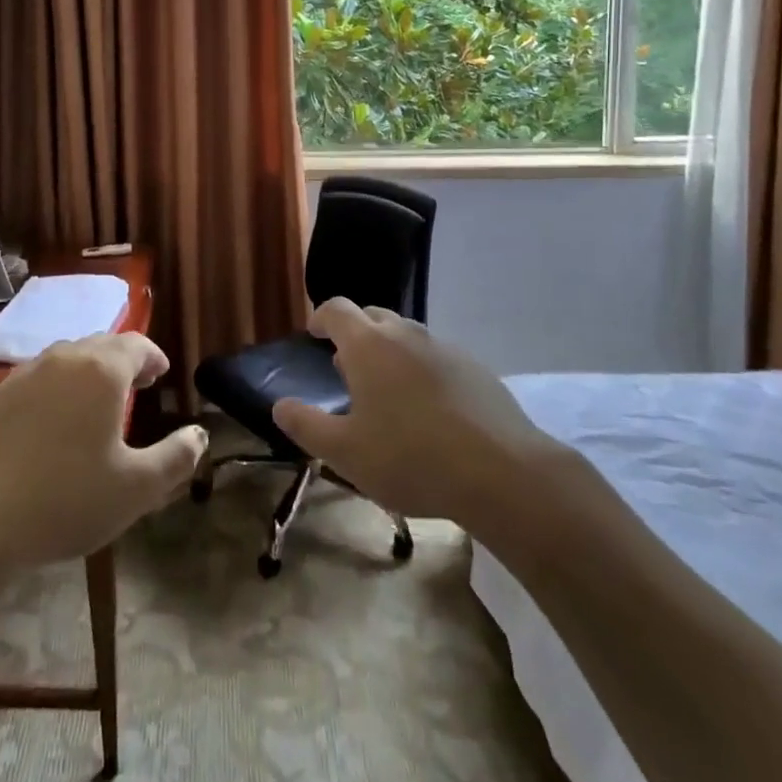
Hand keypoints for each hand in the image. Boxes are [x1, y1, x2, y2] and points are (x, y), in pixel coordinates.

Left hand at [0, 333, 207, 577]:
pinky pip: (41, 376)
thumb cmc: (67, 499)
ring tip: (99, 402)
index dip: (153, 357)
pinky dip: (60, 386)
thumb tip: (200, 434)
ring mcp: (26, 373)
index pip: (137, 345)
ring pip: (69, 358)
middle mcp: (65, 359)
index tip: (161, 375)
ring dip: (91, 371)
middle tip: (137, 387)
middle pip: (102, 345)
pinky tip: (57, 420)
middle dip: (125, 361)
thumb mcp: (136, 488)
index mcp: (102, 371)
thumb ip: (176, 457)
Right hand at [272, 299, 564, 521]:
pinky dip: (421, 369)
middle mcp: (404, 334)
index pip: (337, 309)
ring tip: (387, 390)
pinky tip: (429, 408)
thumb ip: (306, 426)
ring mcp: (443, 347)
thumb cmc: (410, 458)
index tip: (314, 333)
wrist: (501, 472)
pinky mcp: (474, 367)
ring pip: (407, 336)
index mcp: (368, 345)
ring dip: (389, 351)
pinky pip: (436, 356)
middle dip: (355, 333)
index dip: (321, 317)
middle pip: (373, 316)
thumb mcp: (345, 453)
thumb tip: (280, 406)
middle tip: (347, 366)